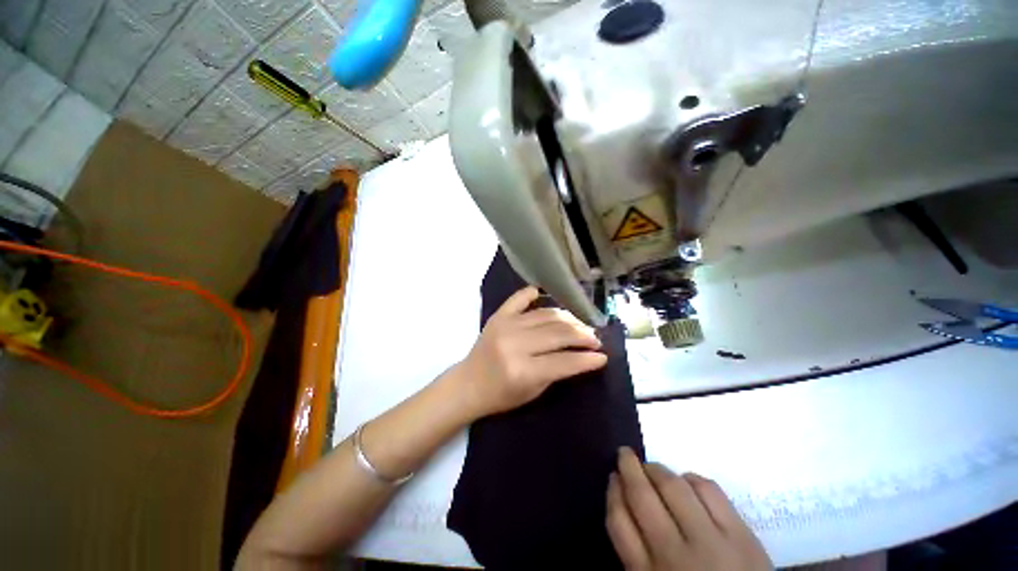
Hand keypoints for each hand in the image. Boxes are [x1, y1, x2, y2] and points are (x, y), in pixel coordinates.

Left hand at [454, 286, 607, 417]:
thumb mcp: (533, 392)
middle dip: (583, 335)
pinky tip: (544, 294)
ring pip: (546, 315)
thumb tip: (584, 355)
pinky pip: (519, 298)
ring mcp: (505, 326)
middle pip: (558, 333)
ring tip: (581, 324)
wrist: (468, 383)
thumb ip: (558, 371)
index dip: (587, 358)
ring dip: (568, 318)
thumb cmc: (501, 395)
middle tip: (595, 338)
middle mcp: (515, 344)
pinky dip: (532, 294)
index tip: (603, 355)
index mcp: (522, 370)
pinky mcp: (498, 316)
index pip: (564, 361)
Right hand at [606, 448, 771, 570]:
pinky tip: (687, 481)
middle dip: (629, 468)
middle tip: (624, 454)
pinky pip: (709, 490)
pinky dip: (692, 478)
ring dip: (657, 469)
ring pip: (674, 488)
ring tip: (653, 467)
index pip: (619, 523)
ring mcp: (710, 543)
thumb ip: (638, 554)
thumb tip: (624, 504)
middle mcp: (674, 556)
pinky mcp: (741, 535)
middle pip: (642, 498)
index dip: (613, 493)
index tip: (612, 477)